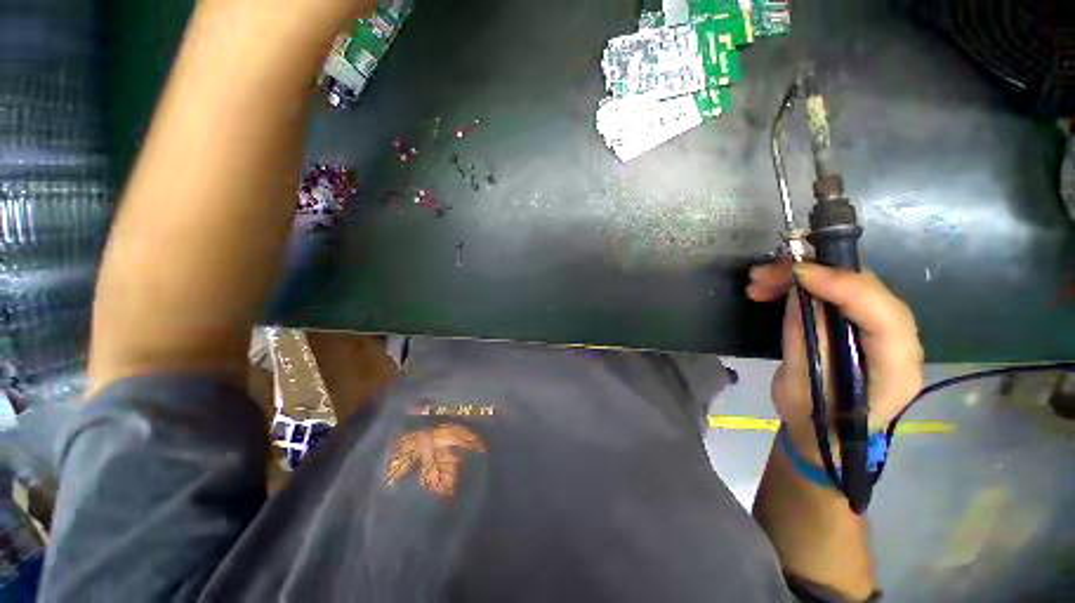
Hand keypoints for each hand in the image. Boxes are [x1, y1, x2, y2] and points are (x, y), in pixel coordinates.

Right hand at [747, 259, 923, 459]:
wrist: (825, 434)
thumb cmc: (814, 420)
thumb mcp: (801, 387)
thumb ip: (806, 341)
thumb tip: (798, 295)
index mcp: (896, 371)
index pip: (885, 317)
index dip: (844, 288)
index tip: (797, 274)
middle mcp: (900, 343)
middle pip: (867, 290)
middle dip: (814, 275)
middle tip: (763, 276)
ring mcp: (881, 329)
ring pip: (849, 284)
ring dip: (802, 277)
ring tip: (757, 282)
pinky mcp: (861, 323)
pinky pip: (837, 292)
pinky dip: (803, 284)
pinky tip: (771, 288)